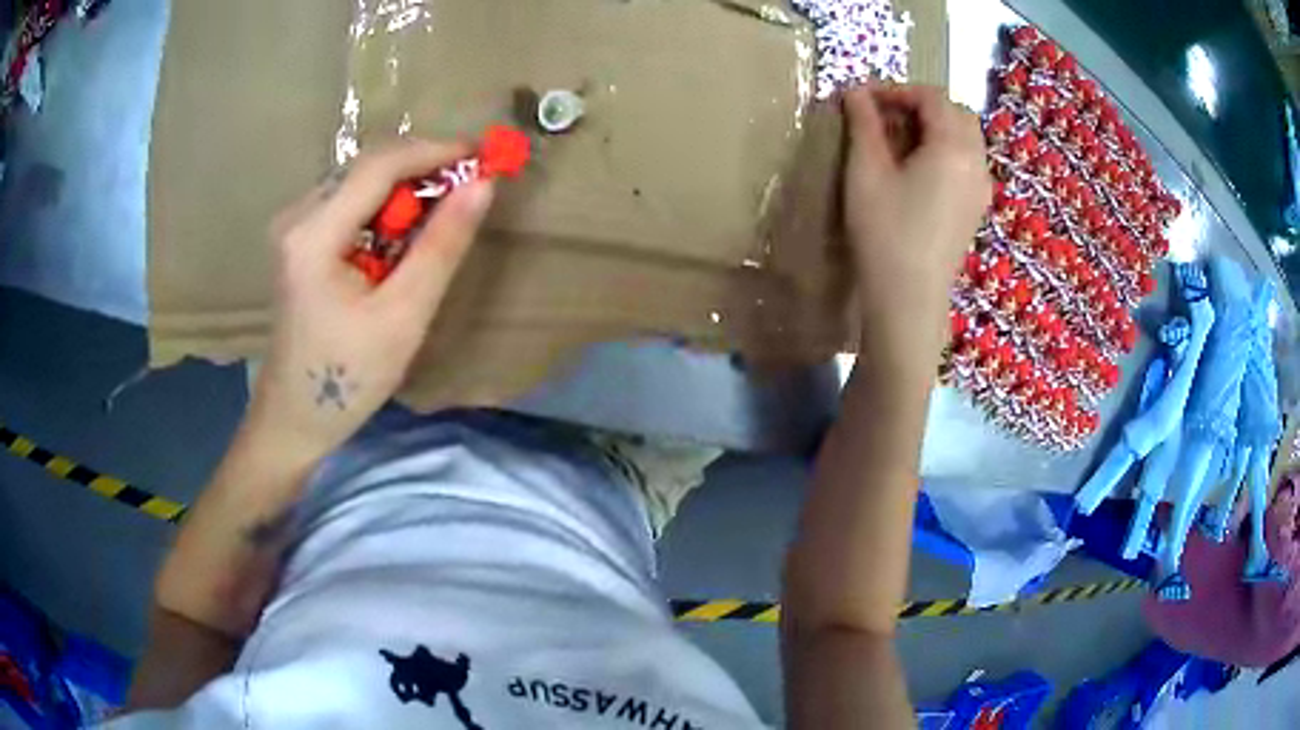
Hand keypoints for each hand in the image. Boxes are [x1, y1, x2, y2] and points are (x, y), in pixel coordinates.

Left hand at [248, 140, 494, 460]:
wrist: (295, 417)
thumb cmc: (348, 377)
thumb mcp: (403, 316)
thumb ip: (441, 246)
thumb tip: (482, 185)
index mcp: (313, 235)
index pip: (379, 165)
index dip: (435, 151)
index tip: (484, 156)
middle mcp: (296, 216)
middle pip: (367, 165)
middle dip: (422, 166)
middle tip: (470, 186)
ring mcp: (293, 226)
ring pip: (360, 180)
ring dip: (406, 187)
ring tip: (443, 213)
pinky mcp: (298, 239)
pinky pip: (350, 201)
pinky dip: (385, 205)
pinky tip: (404, 233)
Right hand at [842, 84, 990, 351]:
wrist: (909, 299)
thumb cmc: (885, 232)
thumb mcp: (866, 171)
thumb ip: (863, 124)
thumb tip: (854, 92)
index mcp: (954, 147)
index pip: (931, 97)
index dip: (896, 90)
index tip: (863, 99)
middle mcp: (977, 162)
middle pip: (955, 112)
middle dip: (919, 105)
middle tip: (882, 115)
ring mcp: (981, 187)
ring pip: (964, 136)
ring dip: (933, 126)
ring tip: (896, 139)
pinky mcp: (976, 207)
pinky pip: (966, 161)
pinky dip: (944, 148)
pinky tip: (916, 166)